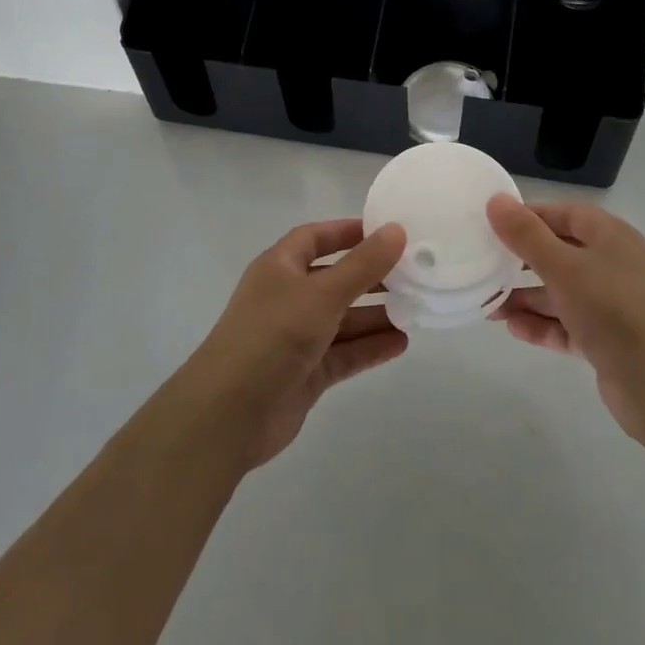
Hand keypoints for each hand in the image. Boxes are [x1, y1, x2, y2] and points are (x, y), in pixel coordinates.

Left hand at [186, 219, 407, 468]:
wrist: (228, 415)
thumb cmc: (272, 336)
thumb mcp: (322, 293)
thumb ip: (363, 264)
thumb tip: (397, 230)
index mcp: (280, 268)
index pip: (315, 238)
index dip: (347, 232)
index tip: (386, 232)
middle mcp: (287, 298)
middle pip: (334, 279)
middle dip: (370, 277)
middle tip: (412, 274)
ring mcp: (296, 338)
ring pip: (342, 320)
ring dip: (375, 315)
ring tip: (416, 309)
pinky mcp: (305, 374)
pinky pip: (343, 354)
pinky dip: (369, 348)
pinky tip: (401, 343)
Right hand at [487, 197, 644, 439]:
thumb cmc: (612, 309)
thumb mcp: (563, 267)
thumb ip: (527, 235)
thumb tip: (496, 200)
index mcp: (611, 237)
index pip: (564, 214)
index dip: (529, 216)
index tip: (492, 225)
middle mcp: (613, 265)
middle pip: (560, 253)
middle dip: (522, 262)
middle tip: (485, 267)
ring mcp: (612, 305)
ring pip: (561, 292)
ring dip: (527, 298)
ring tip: (490, 307)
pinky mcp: (607, 340)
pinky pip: (568, 324)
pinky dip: (543, 325)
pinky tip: (513, 329)